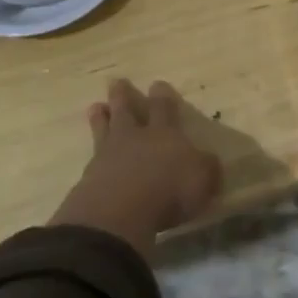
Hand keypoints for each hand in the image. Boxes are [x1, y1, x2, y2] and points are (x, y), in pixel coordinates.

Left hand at [50, 80, 223, 253]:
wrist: (119, 215)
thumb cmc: (169, 191)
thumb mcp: (203, 179)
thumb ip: (206, 168)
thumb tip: (208, 161)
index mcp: (165, 133)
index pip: (164, 108)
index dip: (162, 96)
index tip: (156, 83)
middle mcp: (135, 138)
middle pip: (126, 111)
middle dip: (123, 96)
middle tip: (117, 82)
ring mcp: (108, 155)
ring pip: (104, 129)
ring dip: (101, 118)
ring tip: (96, 107)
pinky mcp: (89, 178)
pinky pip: (92, 157)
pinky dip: (92, 153)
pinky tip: (91, 155)